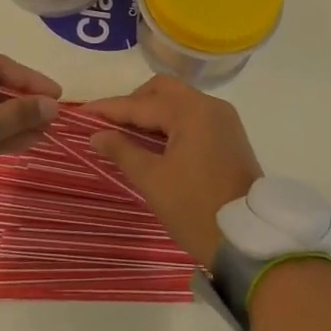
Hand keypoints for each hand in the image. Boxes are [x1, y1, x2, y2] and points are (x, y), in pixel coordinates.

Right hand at [84, 76, 263, 268]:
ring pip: (179, 101)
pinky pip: (193, 116)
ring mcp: (223, 119)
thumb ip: (123, 150)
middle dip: (134, 103)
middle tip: (109, 124)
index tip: (83, 113)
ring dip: (153, 112)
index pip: (141, 103)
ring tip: (128, 134)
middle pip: (163, 90)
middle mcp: (210, 105)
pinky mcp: (230, 135)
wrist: (248, 240)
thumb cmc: (195, 208)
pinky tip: (156, 142)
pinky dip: (171, 122)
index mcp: (191, 111)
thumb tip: (97, 134)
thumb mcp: (153, 181)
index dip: (109, 108)